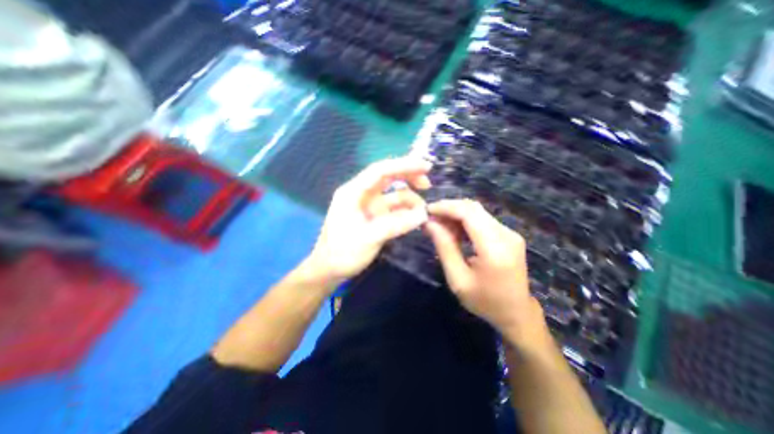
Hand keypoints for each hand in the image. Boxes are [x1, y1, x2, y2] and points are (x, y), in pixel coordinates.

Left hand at [302, 156, 431, 287]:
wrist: (330, 270)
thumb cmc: (343, 252)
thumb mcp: (369, 238)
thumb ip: (396, 225)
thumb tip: (423, 214)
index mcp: (354, 192)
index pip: (380, 171)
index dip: (403, 165)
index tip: (426, 167)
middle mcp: (362, 194)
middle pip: (388, 178)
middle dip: (408, 177)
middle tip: (428, 185)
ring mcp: (369, 206)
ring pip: (393, 194)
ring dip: (409, 200)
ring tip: (423, 212)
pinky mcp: (375, 217)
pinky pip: (394, 209)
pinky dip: (406, 211)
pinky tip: (415, 218)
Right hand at [426, 198, 546, 344]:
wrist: (516, 313)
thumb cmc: (484, 301)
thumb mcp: (458, 279)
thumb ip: (444, 247)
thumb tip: (429, 223)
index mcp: (495, 249)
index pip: (469, 214)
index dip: (446, 207)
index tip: (427, 210)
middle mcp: (506, 235)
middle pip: (473, 208)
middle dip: (449, 208)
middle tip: (430, 218)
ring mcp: (510, 233)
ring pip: (477, 211)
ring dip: (455, 214)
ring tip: (438, 224)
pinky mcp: (508, 234)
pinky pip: (482, 219)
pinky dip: (465, 220)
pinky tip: (453, 230)